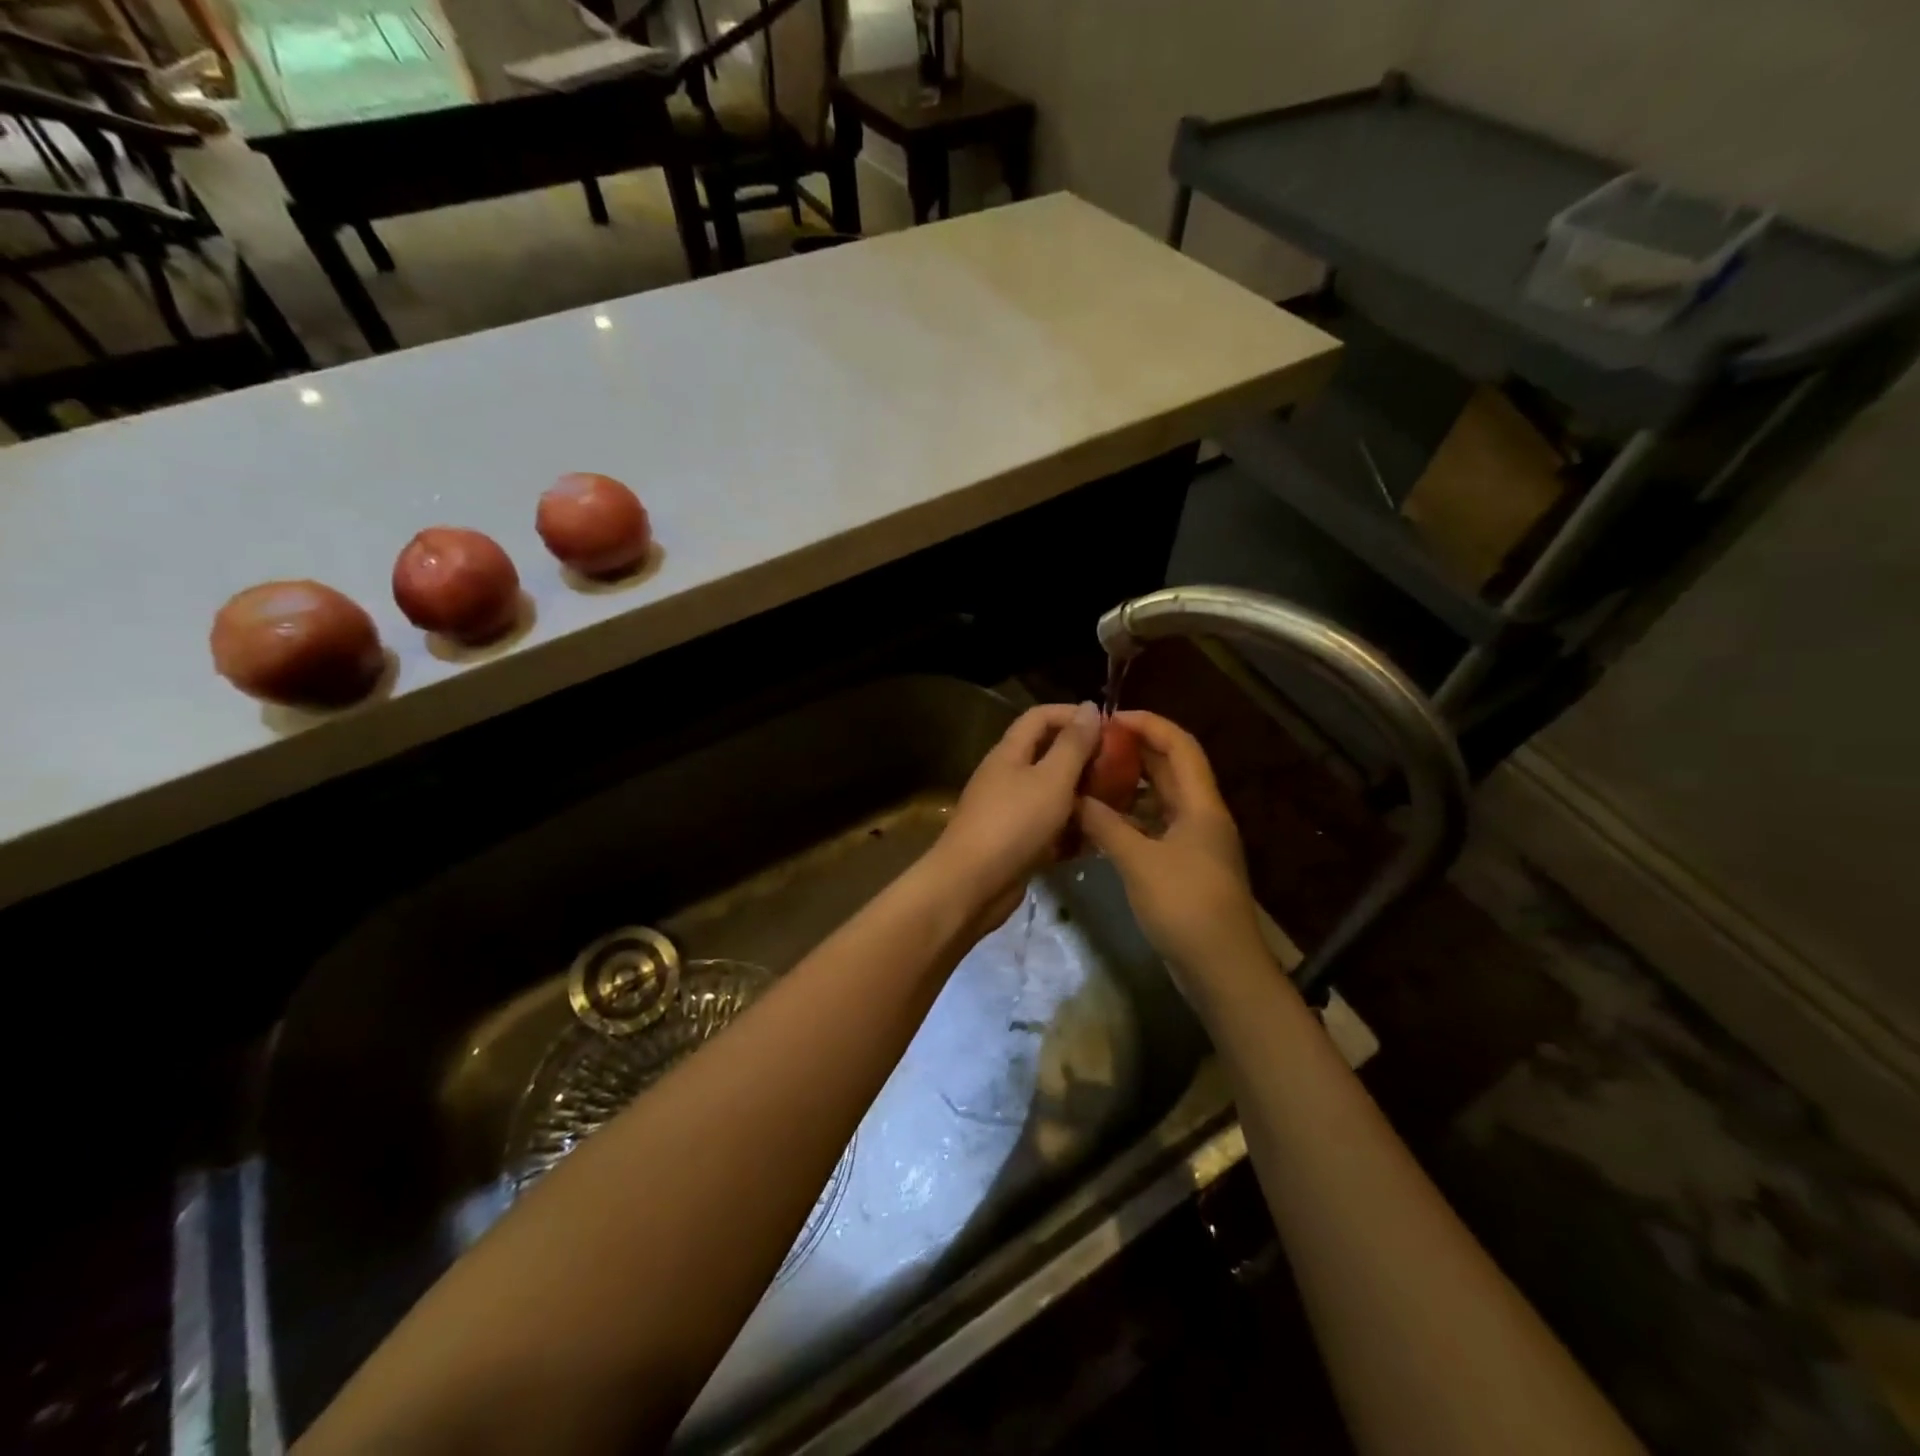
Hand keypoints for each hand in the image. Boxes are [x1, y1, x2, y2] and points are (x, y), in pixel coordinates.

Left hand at [932, 700, 1103, 928]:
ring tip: (1119, 804)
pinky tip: (1098, 838)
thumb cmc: (1014, 824)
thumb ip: (1073, 744)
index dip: (1073, 715)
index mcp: (1010, 752)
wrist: (971, 886)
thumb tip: (1090, 707)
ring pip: (1052, 795)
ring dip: (1082, 797)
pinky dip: (1071, 830)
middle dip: (1084, 759)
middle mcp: (1007, 777)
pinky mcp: (1016, 843)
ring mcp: (1010, 811)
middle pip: (1048, 756)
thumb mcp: (1051, 779)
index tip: (1111, 727)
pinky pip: (1049, 828)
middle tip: (1123, 770)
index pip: (1040, 717)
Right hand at [1075, 711, 1268, 994]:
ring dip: (1130, 785)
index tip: (1109, 717)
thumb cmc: (1185, 906)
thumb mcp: (1138, 861)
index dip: (1148, 724)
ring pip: (1161, 798)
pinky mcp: (1185, 865)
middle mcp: (1202, 815)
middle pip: (1171, 768)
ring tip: (1091, 777)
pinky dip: (1130, 818)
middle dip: (1135, 751)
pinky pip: (1155, 826)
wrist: (1221, 968)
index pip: (1179, 745)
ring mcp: (1195, 842)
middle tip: (1093, 745)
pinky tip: (1101, 822)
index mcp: (1201, 804)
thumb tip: (1073, 798)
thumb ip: (1105, 825)